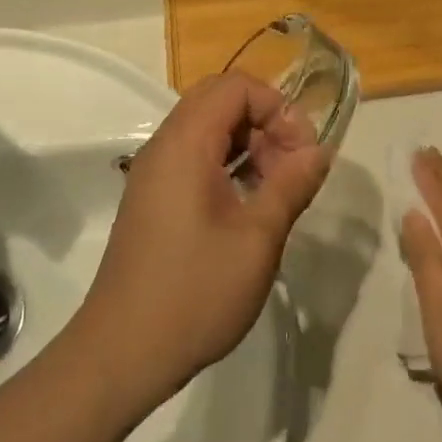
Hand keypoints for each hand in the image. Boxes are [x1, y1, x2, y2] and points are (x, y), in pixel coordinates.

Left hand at [77, 73, 328, 411]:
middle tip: (290, 166)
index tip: (302, 152)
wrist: (121, 354)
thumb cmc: (194, 293)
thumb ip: (291, 185)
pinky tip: (247, 204)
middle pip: (220, 99)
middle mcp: (164, 145)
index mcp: (185, 143)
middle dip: (264, 121)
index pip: (236, 87)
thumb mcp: (257, 239)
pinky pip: (194, 155)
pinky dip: (227, 163)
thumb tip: (320, 150)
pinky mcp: (152, 196)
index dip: (277, 107)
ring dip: (247, 143)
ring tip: (274, 188)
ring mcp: (154, 171)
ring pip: (207, 127)